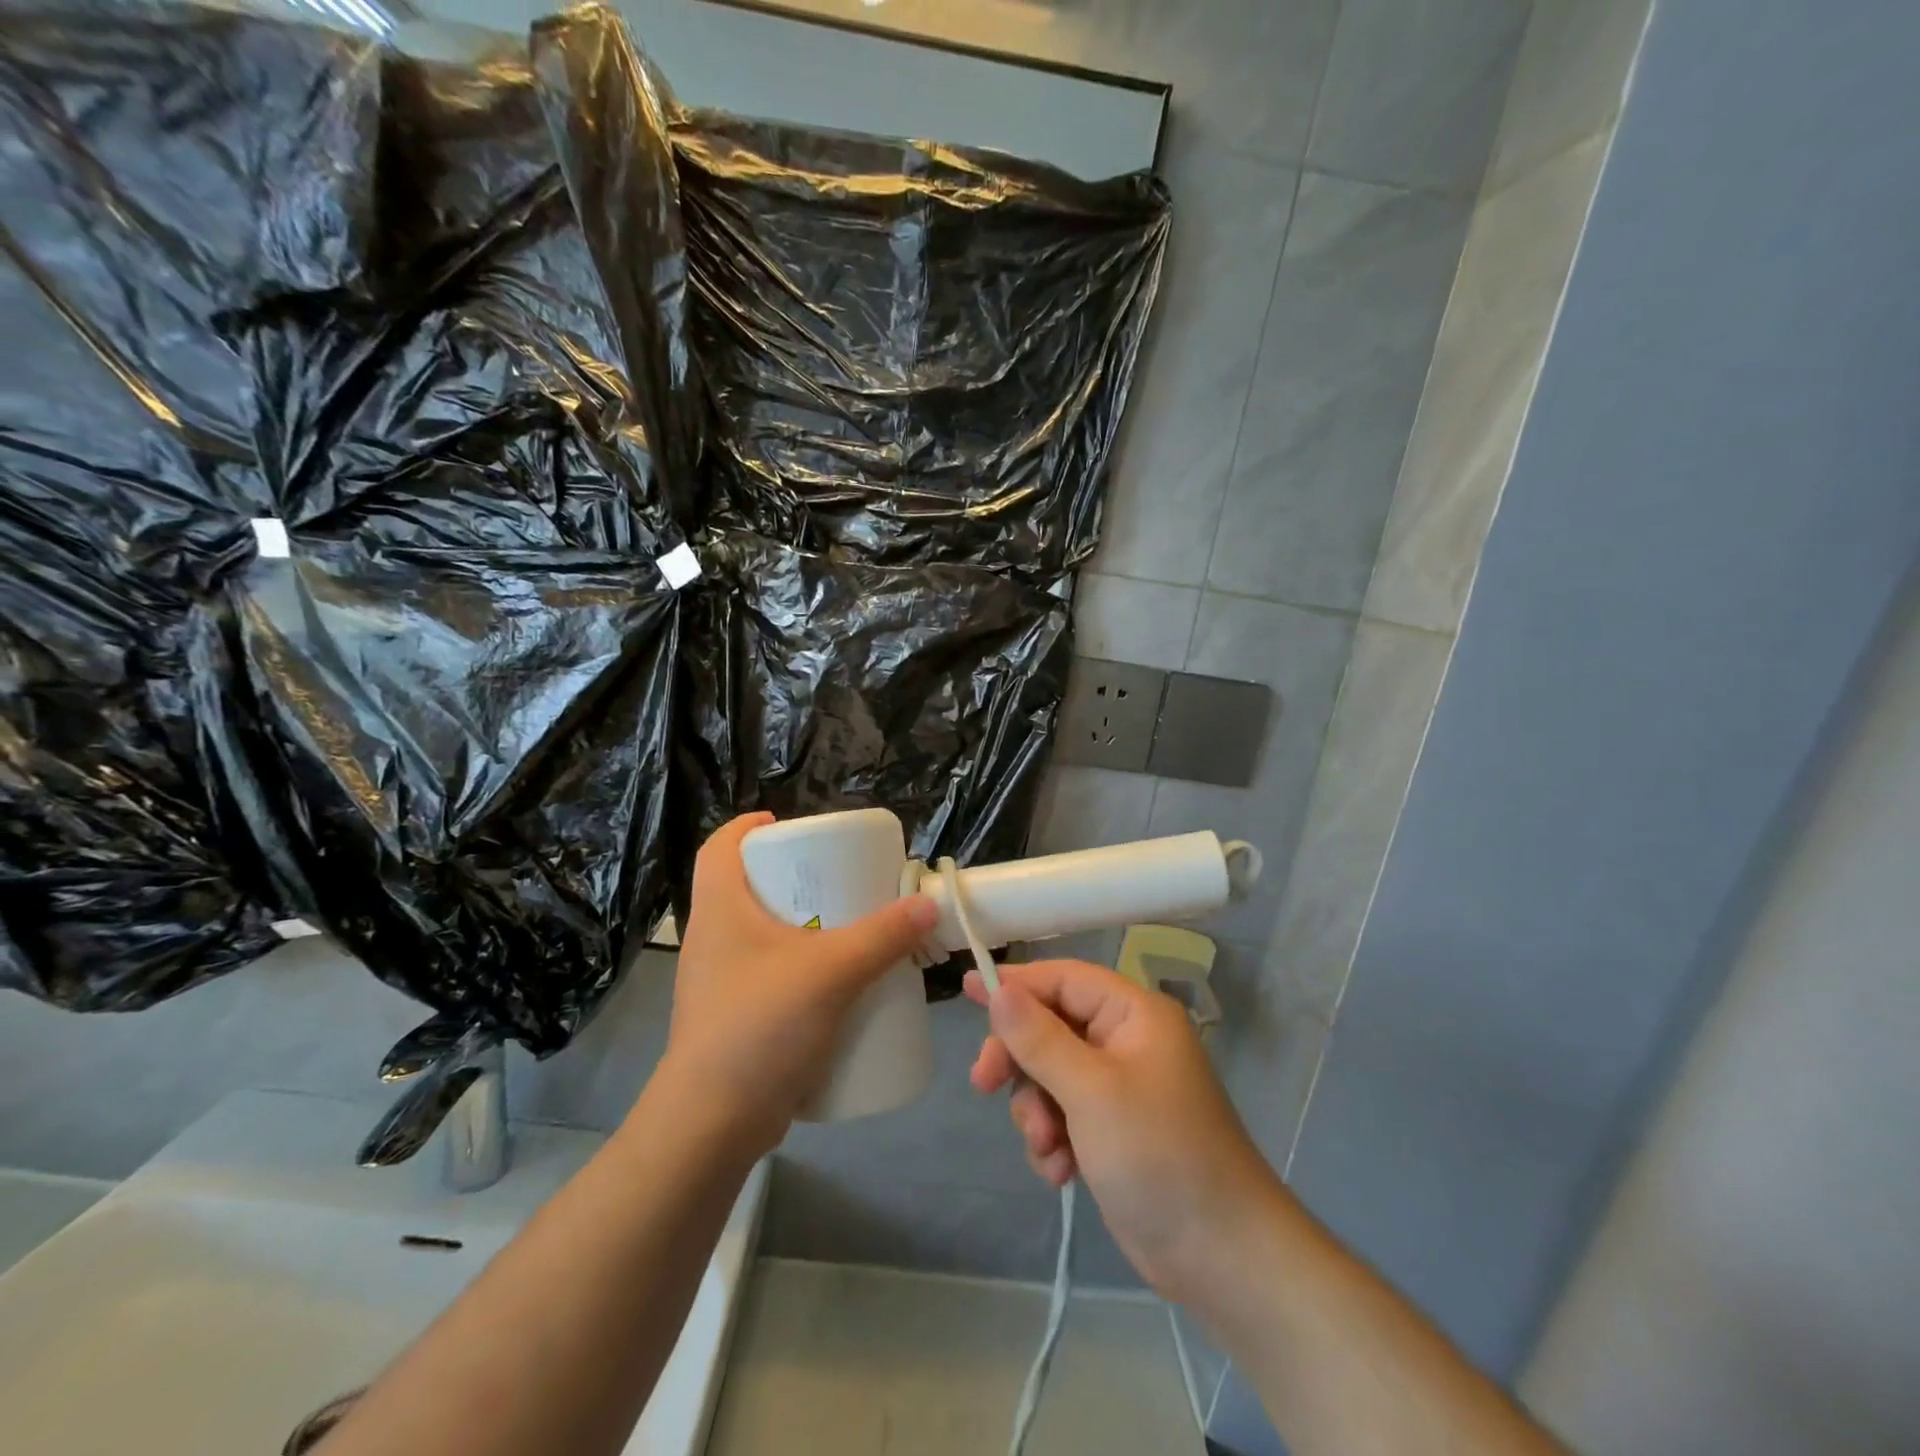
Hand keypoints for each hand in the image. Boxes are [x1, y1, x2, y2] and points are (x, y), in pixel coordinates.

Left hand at [663, 812, 936, 1156]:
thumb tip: (927, 904)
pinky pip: (772, 975)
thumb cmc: (760, 1027)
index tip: (792, 826)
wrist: (712, 1125)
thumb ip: (883, 936)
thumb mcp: (831, 972)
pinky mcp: (738, 1018)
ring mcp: (723, 982)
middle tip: (841, 877)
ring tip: (850, 926)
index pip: (720, 847)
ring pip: (764, 934)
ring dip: (804, 925)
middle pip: (749, 887)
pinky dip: (803, 967)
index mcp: (720, 910)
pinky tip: (838, 982)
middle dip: (795, 877)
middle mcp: (714, 939)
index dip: (750, 827)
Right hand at [966, 960, 1280, 1300]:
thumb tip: (998, 988)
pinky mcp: (1112, 1130)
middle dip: (1020, 1061)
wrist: (1221, 1257)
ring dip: (1037, 1110)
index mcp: (1134, 1014)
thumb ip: (1039, 1038)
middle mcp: (1126, 1041)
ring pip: (1050, 1075)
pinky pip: (1063, 1114)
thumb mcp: (1090, 1092)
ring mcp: (1120, 1087)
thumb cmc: (1158, 1156)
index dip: (1015, 983)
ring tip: (1048, 1149)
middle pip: (1050, 1027)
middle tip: (984, 1085)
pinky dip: (1054, 1139)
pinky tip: (1061, 1172)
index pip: (1063, 979)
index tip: (966, 990)